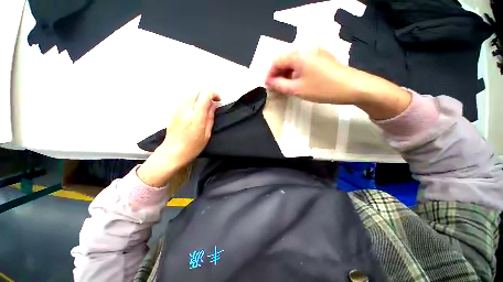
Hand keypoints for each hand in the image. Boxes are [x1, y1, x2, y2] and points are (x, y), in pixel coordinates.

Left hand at [138, 90, 219, 186]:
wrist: (173, 152)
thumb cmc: (193, 146)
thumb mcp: (207, 133)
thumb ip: (210, 117)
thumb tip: (213, 105)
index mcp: (196, 115)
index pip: (205, 94)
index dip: (214, 94)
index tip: (218, 100)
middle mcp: (186, 108)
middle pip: (197, 90)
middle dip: (207, 94)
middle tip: (213, 103)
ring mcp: (178, 108)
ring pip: (191, 94)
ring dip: (200, 97)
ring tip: (205, 108)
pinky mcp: (174, 110)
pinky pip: (186, 100)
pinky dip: (194, 101)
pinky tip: (196, 111)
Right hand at [265, 48, 360, 103]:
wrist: (352, 87)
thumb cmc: (322, 88)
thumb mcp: (297, 89)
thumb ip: (280, 85)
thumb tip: (269, 82)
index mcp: (298, 54)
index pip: (276, 61)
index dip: (269, 74)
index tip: (267, 86)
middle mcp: (306, 49)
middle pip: (285, 60)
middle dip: (277, 74)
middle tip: (275, 88)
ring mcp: (315, 53)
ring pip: (294, 63)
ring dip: (286, 74)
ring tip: (284, 87)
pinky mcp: (321, 58)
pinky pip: (303, 64)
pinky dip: (296, 73)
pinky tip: (296, 82)